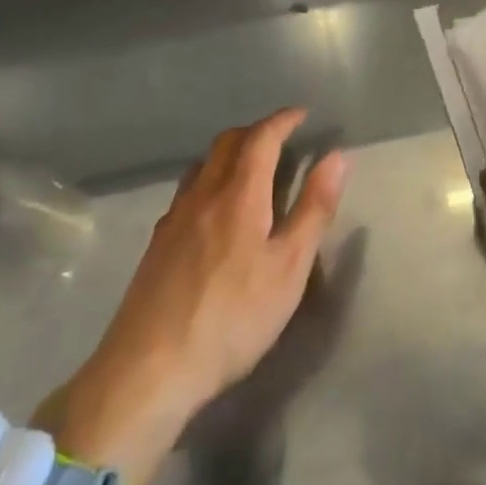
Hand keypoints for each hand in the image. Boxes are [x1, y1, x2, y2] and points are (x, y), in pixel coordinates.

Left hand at [35, 109, 345, 484]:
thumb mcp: (289, 268)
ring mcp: (174, 219)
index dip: (283, 120)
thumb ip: (314, 209)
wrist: (149, 370)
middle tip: (281, 138)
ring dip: (230, 153)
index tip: (302, 114)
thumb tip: (336, 156)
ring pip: (202, 165)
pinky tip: (215, 211)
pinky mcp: (156, 245)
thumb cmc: (232, 317)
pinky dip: (210, 180)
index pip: (261, 138)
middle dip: (257, 131)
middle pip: (228, 142)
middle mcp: (203, 194)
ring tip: (251, 168)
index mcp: (239, 194)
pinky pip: (187, 191)